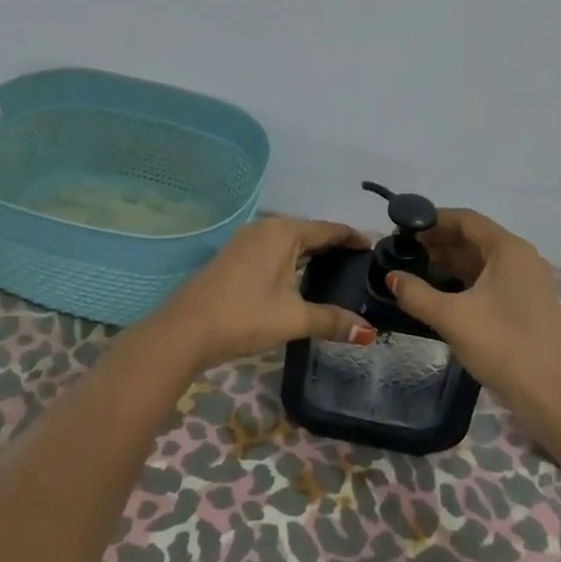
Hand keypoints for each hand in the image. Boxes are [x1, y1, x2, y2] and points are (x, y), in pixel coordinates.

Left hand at [154, 216, 374, 371]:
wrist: (185, 330)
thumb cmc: (244, 316)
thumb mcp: (293, 318)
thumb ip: (333, 320)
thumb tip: (369, 333)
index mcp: (284, 232)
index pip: (329, 229)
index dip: (353, 238)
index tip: (375, 248)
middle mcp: (266, 228)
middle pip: (310, 233)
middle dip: (335, 246)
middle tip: (361, 264)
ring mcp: (247, 241)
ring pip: (290, 243)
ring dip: (312, 254)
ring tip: (338, 272)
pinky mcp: (235, 257)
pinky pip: (274, 251)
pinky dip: (293, 261)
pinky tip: (301, 280)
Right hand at [385, 207, 560, 426]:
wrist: (552, 397)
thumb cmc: (503, 346)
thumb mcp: (452, 318)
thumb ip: (416, 294)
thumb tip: (391, 277)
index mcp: (509, 250)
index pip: (466, 219)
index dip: (433, 220)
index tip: (403, 228)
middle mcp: (522, 259)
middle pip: (474, 238)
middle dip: (438, 242)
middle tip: (403, 251)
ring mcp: (527, 283)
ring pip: (482, 261)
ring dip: (450, 263)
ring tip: (414, 271)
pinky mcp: (527, 306)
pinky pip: (490, 281)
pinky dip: (464, 281)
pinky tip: (440, 294)